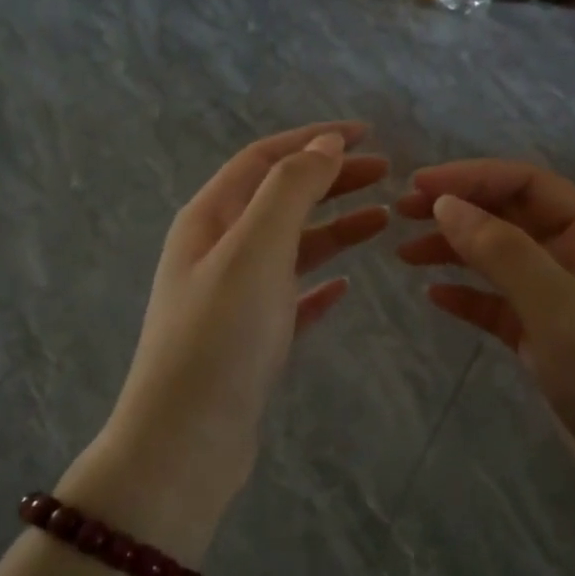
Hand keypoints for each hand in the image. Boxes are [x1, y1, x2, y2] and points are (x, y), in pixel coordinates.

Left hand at [97, 122, 388, 525]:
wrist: (186, 441)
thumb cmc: (220, 337)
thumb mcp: (255, 248)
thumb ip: (290, 190)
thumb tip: (323, 144)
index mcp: (209, 219)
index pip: (265, 159)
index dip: (314, 140)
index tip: (368, 134)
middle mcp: (216, 251)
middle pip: (280, 199)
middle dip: (331, 179)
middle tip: (388, 175)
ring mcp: (232, 298)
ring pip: (290, 248)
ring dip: (333, 228)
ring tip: (383, 220)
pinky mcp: (249, 341)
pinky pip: (291, 299)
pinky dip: (319, 286)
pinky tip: (347, 287)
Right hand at [396, 160, 574, 493]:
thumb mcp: (559, 309)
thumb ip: (503, 253)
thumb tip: (445, 205)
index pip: (529, 185)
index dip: (472, 178)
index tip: (417, 185)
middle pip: (512, 218)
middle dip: (459, 211)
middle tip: (402, 213)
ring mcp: (564, 301)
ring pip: (502, 261)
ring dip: (456, 252)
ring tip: (405, 254)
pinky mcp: (547, 339)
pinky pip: (501, 306)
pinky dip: (468, 297)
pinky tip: (433, 296)